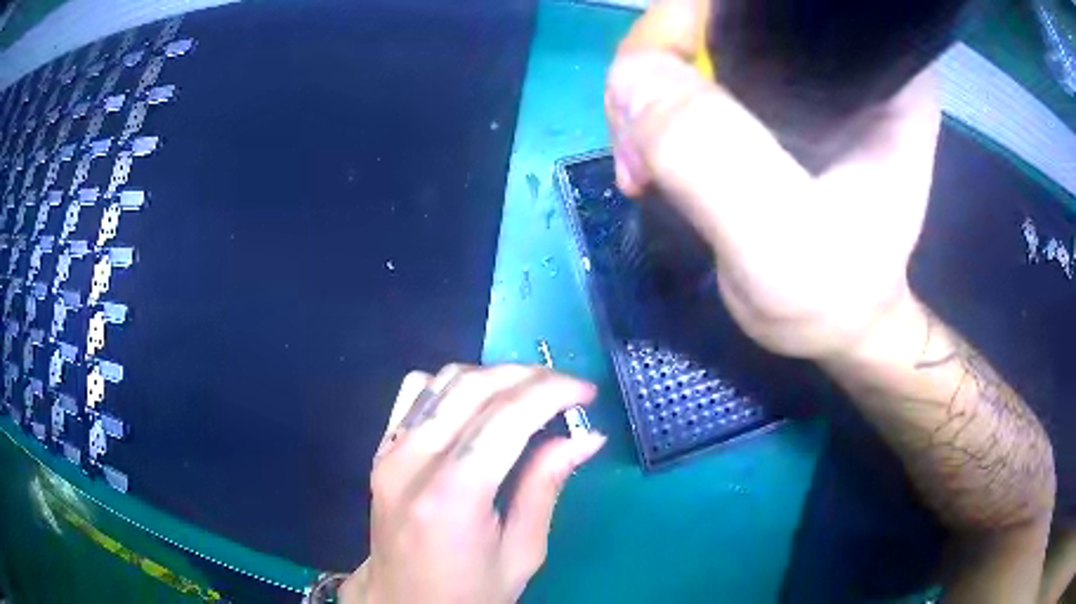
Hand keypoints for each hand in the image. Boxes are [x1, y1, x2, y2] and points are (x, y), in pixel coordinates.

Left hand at [339, 365, 605, 603]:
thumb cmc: (469, 593)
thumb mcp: (522, 552)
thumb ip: (546, 487)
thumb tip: (586, 437)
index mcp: (452, 496)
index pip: (506, 417)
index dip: (552, 392)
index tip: (587, 392)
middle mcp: (411, 463)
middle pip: (473, 386)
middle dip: (529, 376)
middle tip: (566, 389)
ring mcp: (389, 452)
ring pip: (443, 380)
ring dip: (493, 376)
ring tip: (530, 395)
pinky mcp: (380, 451)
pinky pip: (416, 393)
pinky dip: (455, 385)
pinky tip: (479, 404)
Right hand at [605, 0, 940, 358]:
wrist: (839, 326)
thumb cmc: (834, 294)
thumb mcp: (781, 242)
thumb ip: (716, 159)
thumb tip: (632, 75)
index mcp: (872, 67)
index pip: (763, 3)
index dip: (693, 19)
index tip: (655, 84)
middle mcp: (835, 53)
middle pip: (717, 14)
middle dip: (658, 66)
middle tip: (640, 151)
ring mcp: (797, 73)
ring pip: (695, 42)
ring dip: (647, 96)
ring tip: (644, 170)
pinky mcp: (767, 97)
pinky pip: (689, 75)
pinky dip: (653, 112)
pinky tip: (652, 160)